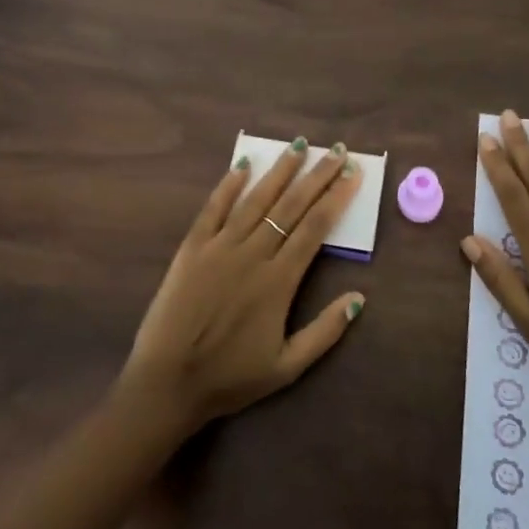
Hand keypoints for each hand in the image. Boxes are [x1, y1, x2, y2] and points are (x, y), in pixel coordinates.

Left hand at [122, 139, 366, 433]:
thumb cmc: (230, 378)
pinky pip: (213, 209)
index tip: (352, 173)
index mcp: (279, 281)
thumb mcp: (287, 367)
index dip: (336, 197)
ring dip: (279, 171)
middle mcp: (253, 254)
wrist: (168, 382)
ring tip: (297, 146)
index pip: (315, 227)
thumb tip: (359, 298)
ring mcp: (220, 247)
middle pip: (291, 206)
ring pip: (256, 200)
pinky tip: (242, 165)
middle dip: (316, 175)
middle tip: (335, 150)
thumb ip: (325, 331)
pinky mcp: (192, 248)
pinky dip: (228, 186)